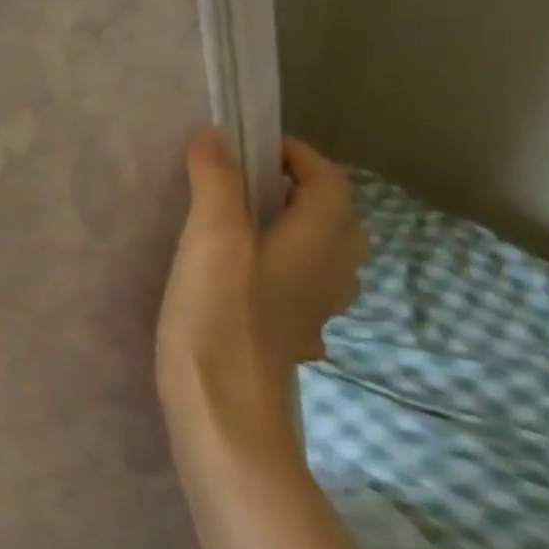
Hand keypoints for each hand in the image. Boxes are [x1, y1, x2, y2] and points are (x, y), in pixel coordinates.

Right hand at [156, 132, 365, 473]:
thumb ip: (216, 183)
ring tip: (246, 224)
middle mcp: (328, 273)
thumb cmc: (219, 319)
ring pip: (323, 256)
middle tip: (250, 183)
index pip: (329, 182)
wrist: (224, 412)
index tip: (253, 147)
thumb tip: (213, 136)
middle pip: (337, 219)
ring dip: (297, 229)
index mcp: (316, 242)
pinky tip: (244, 279)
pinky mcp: (289, 338)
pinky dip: (284, 267)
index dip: (299, 157)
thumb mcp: (212, 240)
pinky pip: (301, 287)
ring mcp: (313, 312)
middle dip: (303, 191)